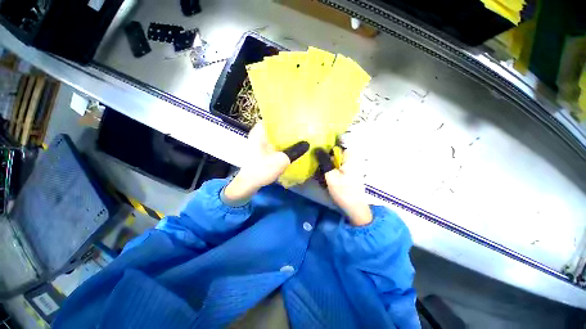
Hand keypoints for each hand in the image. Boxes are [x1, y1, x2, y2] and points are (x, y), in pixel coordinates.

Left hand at [224, 122, 308, 204]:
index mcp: (260, 131)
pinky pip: (273, 142)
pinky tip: (291, 146)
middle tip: (302, 128)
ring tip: (299, 136)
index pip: (273, 117)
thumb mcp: (281, 160)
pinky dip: (281, 143)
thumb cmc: (262, 169)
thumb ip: (295, 151)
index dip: (286, 117)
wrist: (248, 184)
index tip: (298, 119)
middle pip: (275, 126)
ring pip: (275, 135)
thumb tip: (307, 144)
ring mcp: (259, 142)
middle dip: (288, 128)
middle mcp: (258, 133)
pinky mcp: (261, 149)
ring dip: (285, 137)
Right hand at [315, 148, 371, 225]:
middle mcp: (352, 159)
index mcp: (350, 156)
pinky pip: (336, 168)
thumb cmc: (343, 191)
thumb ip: (324, 160)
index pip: (335, 145)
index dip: (325, 147)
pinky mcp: (348, 173)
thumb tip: (317, 147)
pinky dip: (330, 172)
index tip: (316, 153)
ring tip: (321, 176)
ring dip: (326, 167)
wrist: (354, 208)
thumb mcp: (331, 175)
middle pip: (334, 154)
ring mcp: (350, 166)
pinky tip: (326, 180)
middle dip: (324, 160)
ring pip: (334, 162)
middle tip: (317, 168)